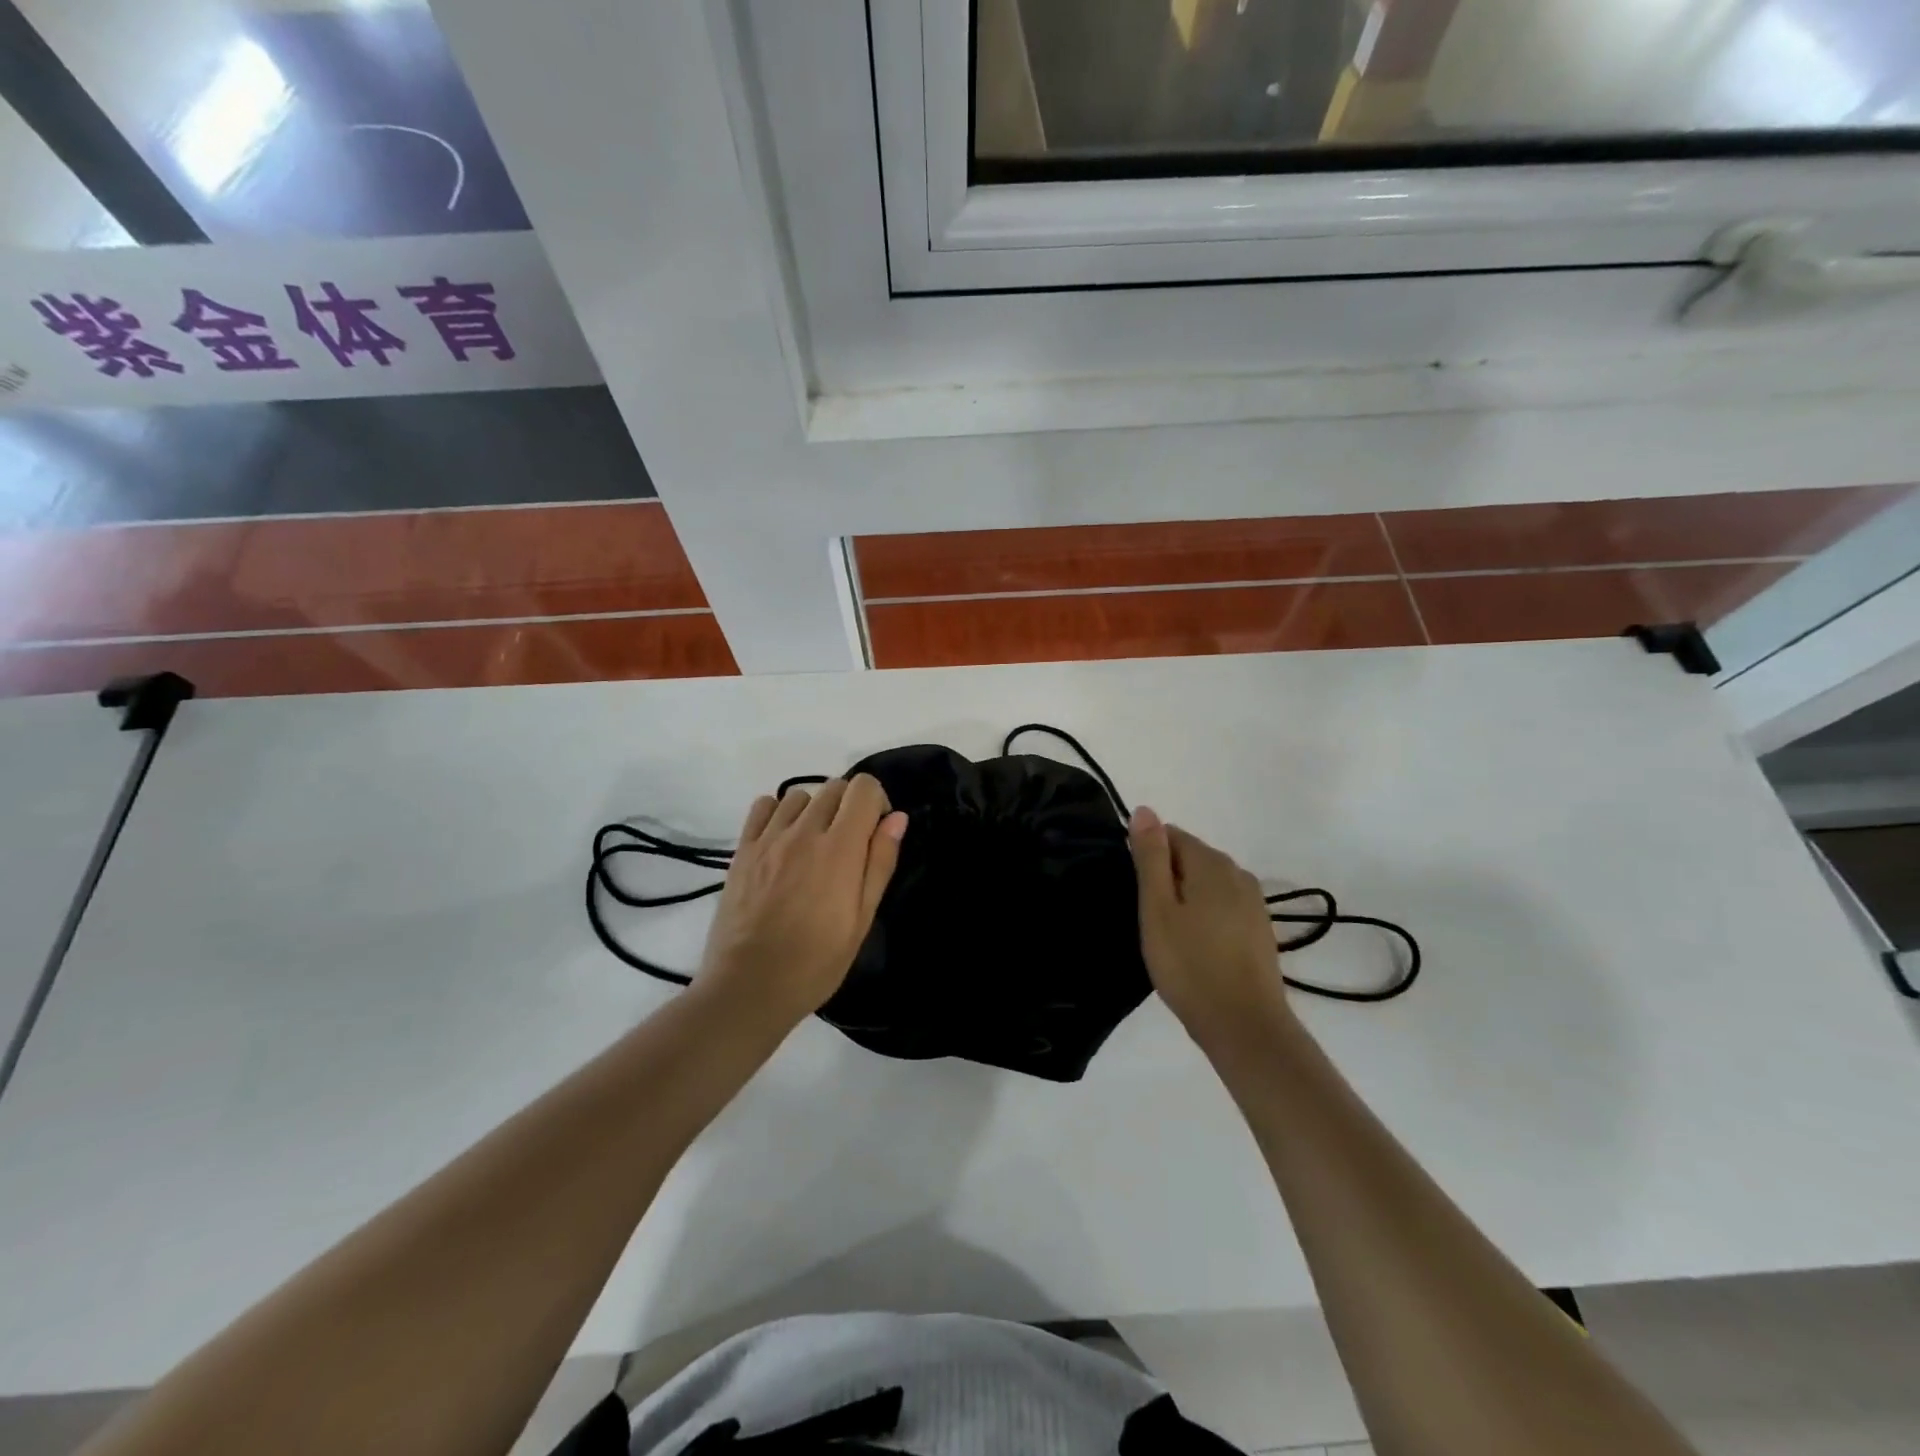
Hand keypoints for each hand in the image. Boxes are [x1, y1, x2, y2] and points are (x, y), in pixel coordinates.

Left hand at [699, 775, 907, 1018]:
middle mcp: (804, 832)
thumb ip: (880, 862)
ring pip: (799, 794)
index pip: (863, 788)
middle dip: (849, 806)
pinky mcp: (742, 849)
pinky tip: (782, 841)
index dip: (877, 802)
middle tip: (848, 845)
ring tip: (813, 845)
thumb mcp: (862, 919)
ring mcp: (769, 838)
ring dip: (814, 810)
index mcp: (840, 848)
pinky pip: (763, 806)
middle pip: (834, 786)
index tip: (875, 832)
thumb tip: (896, 818)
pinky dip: (778, 813)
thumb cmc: (816, 962)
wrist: (749, 987)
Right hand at [1129, 806, 1291, 1038]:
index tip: (1138, 894)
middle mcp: (1238, 872)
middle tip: (1150, 919)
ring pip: (1207, 884)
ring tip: (1170, 937)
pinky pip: (1223, 906)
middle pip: (1191, 857)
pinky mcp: (1260, 928)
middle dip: (1167, 878)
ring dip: (1186, 899)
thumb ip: (1150, 857)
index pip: (1170, 835)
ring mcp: (1254, 902)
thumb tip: (1144, 809)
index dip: (1147, 859)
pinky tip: (1196, 948)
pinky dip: (1206, 916)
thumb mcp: (1157, 908)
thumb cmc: (1189, 964)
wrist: (1244, 1025)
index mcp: (1211, 862)